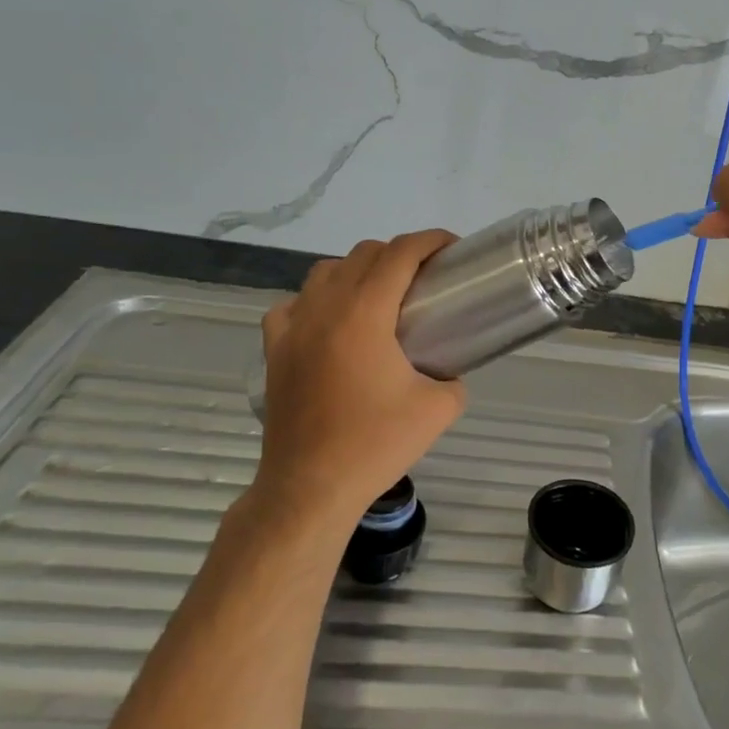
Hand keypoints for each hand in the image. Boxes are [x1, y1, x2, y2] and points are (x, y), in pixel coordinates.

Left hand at [251, 231, 466, 532]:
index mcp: (364, 313)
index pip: (400, 253)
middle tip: (426, 278)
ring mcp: (293, 327)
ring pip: (326, 271)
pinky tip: (330, 322)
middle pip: (364, 254)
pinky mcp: (274, 350)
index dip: (430, 240)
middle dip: (400, 253)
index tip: (452, 248)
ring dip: (358, 270)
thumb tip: (449, 370)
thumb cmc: (375, 444)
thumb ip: (454, 379)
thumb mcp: (439, 409)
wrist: (310, 488)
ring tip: (380, 296)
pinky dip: (317, 300)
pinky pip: (293, 304)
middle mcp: (325, 308)